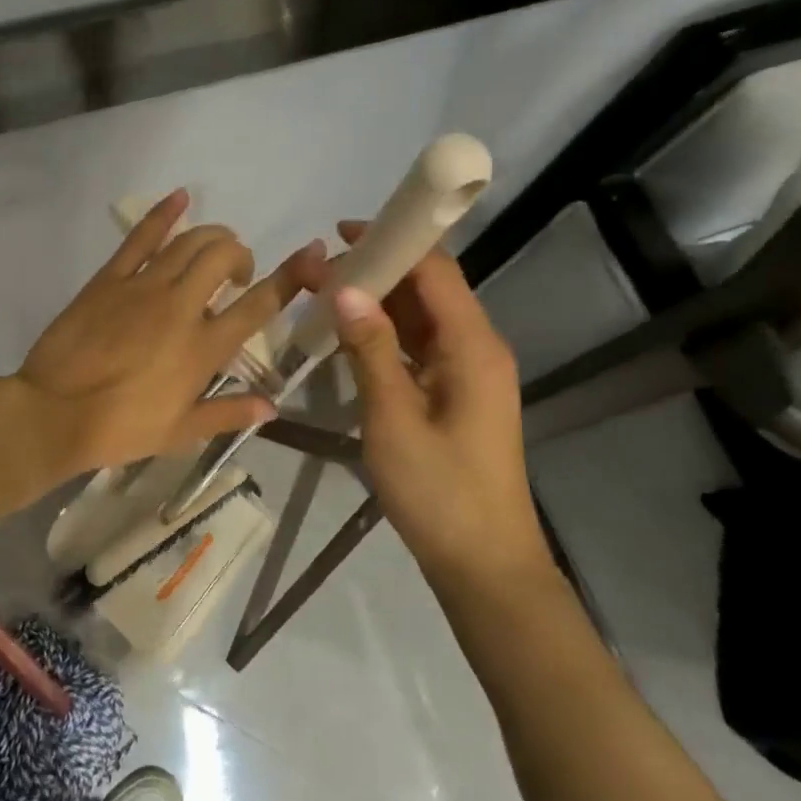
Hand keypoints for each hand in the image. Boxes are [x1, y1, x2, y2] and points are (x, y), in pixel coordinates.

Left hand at [14, 190, 323, 482]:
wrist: (54, 413)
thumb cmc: (121, 428)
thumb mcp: (181, 432)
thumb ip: (228, 414)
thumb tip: (271, 407)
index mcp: (205, 347)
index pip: (259, 304)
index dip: (290, 276)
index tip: (311, 255)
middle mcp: (182, 307)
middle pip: (225, 257)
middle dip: (240, 255)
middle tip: (235, 274)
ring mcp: (145, 287)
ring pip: (190, 241)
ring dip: (212, 236)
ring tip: (214, 249)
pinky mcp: (111, 278)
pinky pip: (141, 237)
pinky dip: (163, 213)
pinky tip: (180, 197)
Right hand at [305, 222, 552, 583]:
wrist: (483, 566)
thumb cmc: (439, 492)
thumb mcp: (394, 418)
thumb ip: (371, 349)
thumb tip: (345, 288)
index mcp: (473, 346)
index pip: (435, 270)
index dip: (392, 241)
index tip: (340, 234)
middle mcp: (476, 348)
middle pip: (427, 290)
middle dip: (375, 271)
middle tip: (317, 269)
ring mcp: (467, 373)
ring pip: (421, 319)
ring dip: (377, 303)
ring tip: (324, 294)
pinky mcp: (455, 395)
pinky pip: (419, 348)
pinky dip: (385, 335)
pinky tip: (349, 336)